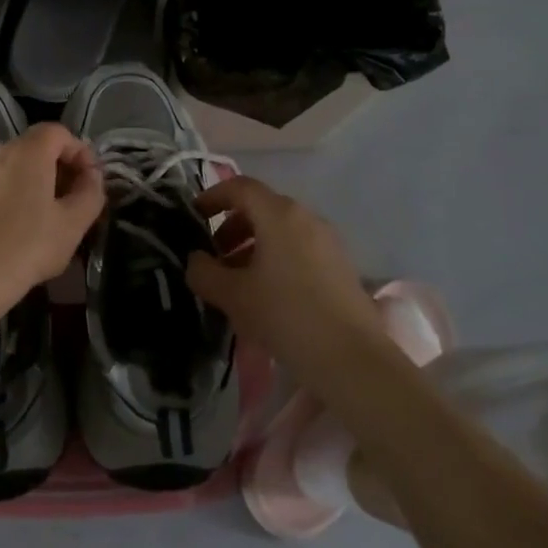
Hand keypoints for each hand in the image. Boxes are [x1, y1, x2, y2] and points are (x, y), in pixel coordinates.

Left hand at [0, 123, 104, 310]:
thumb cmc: (26, 247)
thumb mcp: (72, 224)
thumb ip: (90, 194)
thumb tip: (92, 177)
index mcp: (29, 153)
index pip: (58, 132)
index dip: (80, 151)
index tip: (90, 180)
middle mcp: (1, 154)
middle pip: (36, 146)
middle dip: (60, 166)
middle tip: (73, 199)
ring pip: (15, 167)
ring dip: (36, 182)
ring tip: (48, 217)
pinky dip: (14, 195)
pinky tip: (18, 229)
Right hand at [186, 175, 379, 381]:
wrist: (352, 360)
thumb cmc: (285, 315)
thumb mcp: (232, 295)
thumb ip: (204, 272)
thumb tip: (196, 260)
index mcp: (279, 214)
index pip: (240, 187)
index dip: (213, 196)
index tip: (195, 216)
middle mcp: (306, 218)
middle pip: (261, 208)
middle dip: (232, 226)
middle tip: (214, 256)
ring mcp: (328, 241)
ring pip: (281, 230)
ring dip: (253, 245)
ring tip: (238, 280)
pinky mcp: (341, 266)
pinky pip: (299, 248)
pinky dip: (276, 258)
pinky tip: (268, 294)